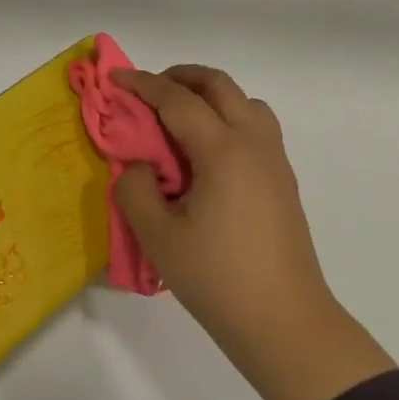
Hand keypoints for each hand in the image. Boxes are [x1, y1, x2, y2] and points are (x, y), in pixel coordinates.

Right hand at [113, 65, 393, 399]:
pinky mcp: (282, 182)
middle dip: (180, 77)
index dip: (143, 84)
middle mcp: (254, 144)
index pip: (178, 100)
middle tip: (147, 91)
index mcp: (224, 151)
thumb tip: (139, 167)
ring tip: (178, 119)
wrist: (284, 322)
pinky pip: (256, 128)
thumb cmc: (217, 279)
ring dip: (210, 96)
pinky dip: (227, 119)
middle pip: (220, 86)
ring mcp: (274, 162)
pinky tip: (205, 154)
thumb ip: (135, 190)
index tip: (115, 78)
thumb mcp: (158, 236)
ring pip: (245, 103)